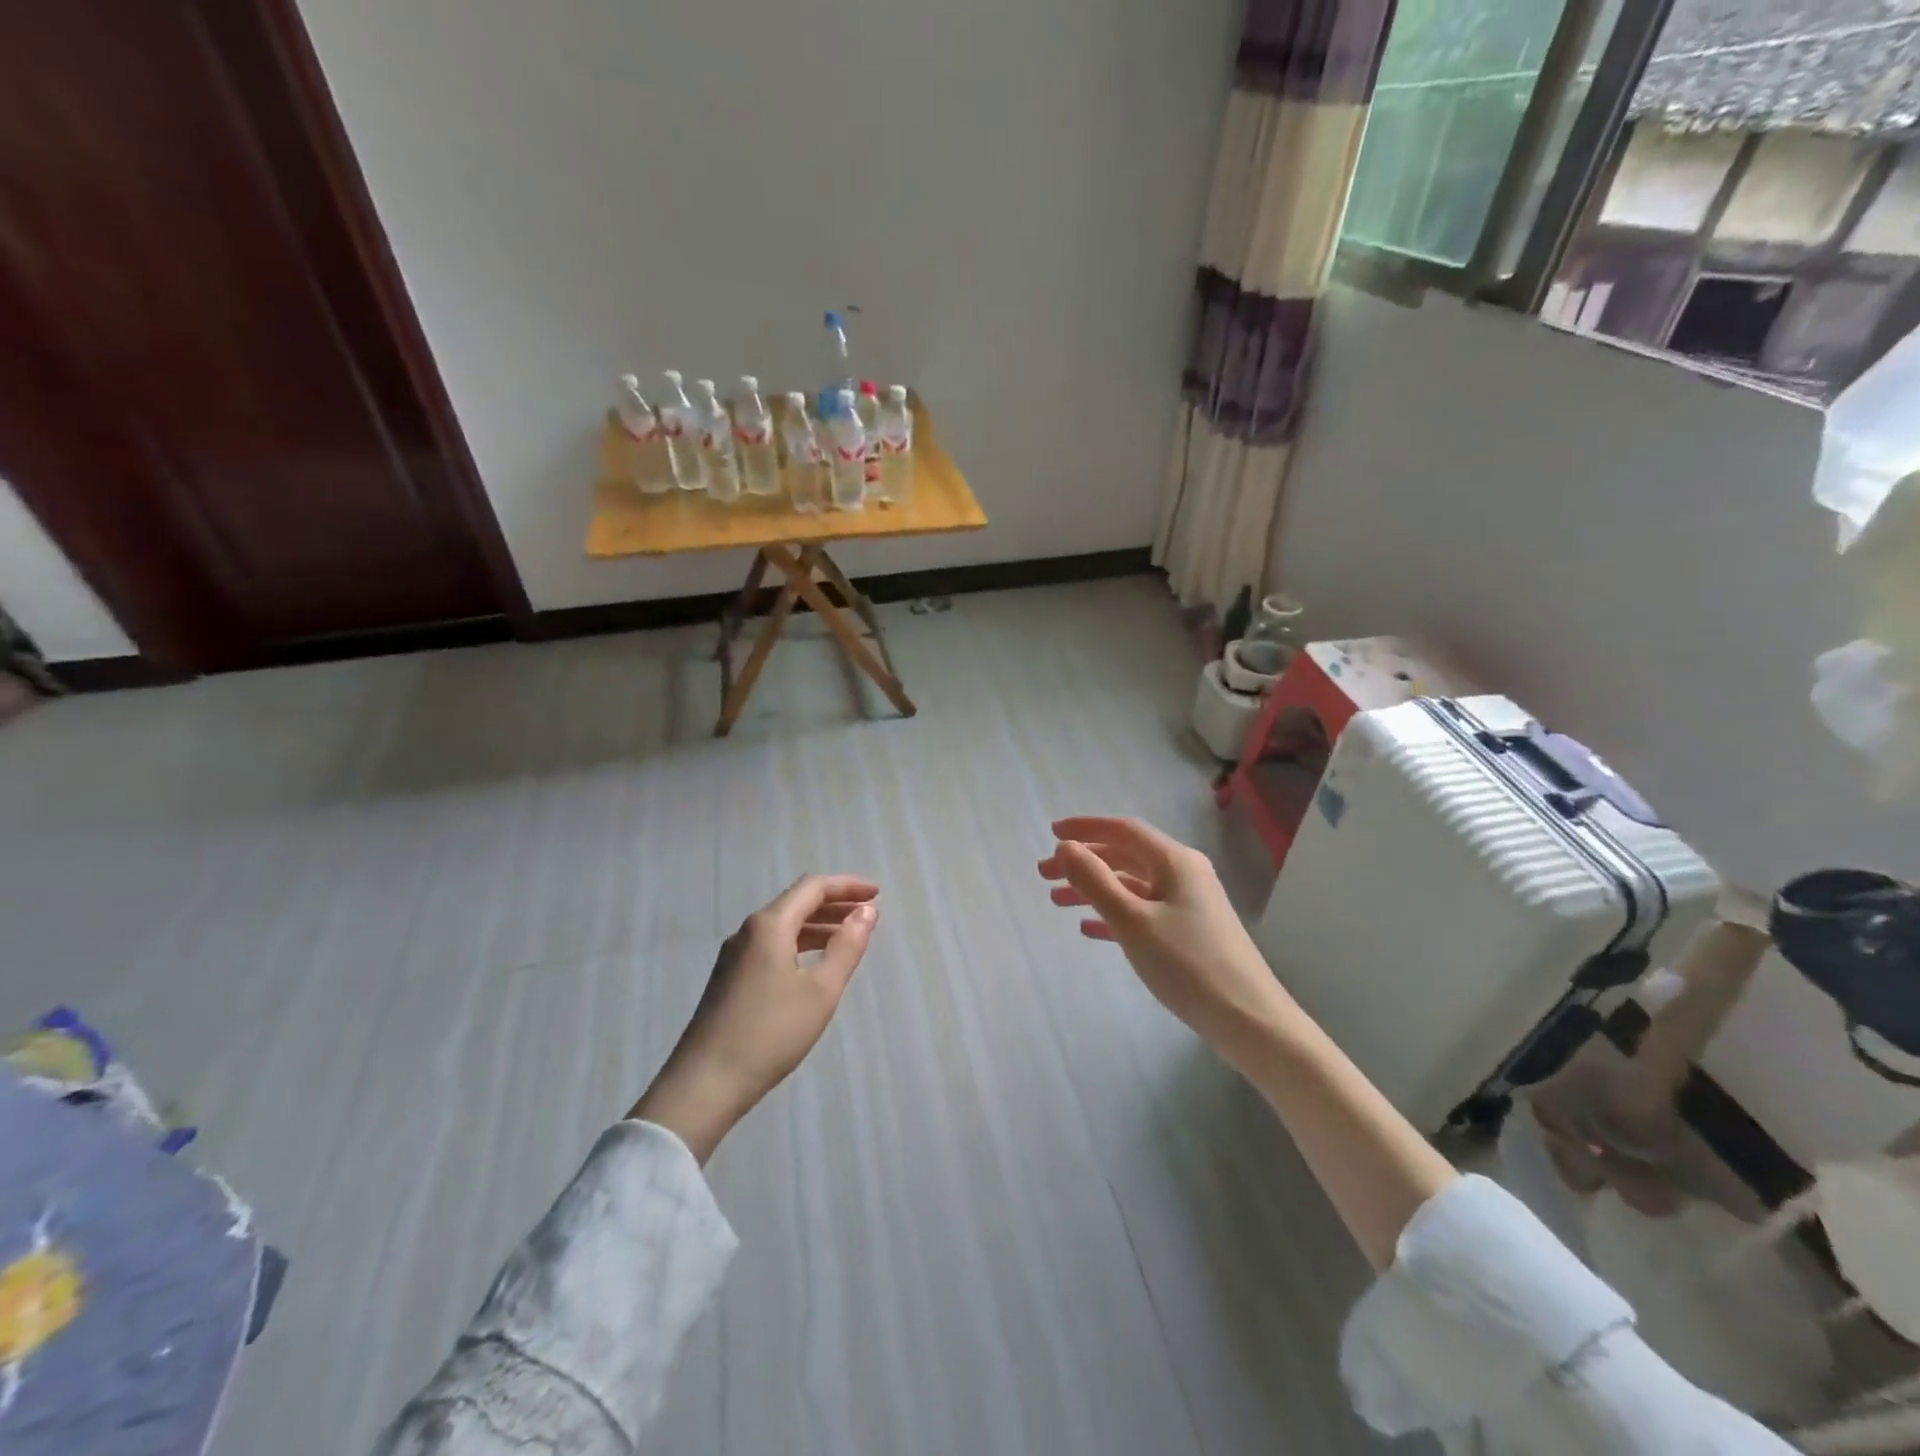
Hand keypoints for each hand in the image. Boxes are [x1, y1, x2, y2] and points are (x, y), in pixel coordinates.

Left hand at [630, 875, 879, 1161]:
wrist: (705, 1084)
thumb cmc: (770, 1033)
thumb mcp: (821, 991)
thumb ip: (847, 947)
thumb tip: (867, 912)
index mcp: (769, 925)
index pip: (812, 887)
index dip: (847, 886)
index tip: (877, 893)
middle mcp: (748, 931)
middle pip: (796, 903)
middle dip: (834, 904)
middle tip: (868, 913)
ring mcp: (735, 956)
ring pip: (783, 926)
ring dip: (818, 926)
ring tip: (849, 938)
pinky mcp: (730, 978)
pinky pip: (772, 946)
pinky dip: (800, 944)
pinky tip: (815, 965)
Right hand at [1039, 816, 1283, 1064]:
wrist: (1249, 1021)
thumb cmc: (1188, 965)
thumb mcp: (1133, 921)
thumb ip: (1095, 881)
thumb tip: (1066, 848)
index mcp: (1175, 862)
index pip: (1124, 830)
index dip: (1085, 828)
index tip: (1051, 834)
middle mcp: (1184, 875)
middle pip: (1125, 856)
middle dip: (1084, 862)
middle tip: (1044, 875)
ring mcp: (1189, 905)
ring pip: (1131, 886)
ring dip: (1094, 889)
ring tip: (1056, 901)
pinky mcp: (1189, 933)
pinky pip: (1143, 912)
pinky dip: (1113, 914)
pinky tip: (1089, 928)